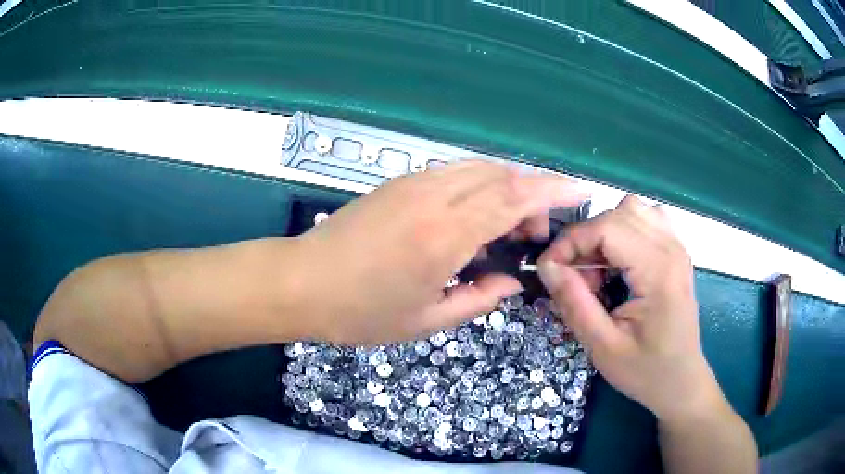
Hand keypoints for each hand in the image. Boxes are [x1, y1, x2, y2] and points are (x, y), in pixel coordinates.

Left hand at [295, 161, 587, 344]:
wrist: (302, 282)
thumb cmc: (360, 312)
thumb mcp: (426, 320)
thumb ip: (478, 299)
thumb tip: (512, 282)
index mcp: (444, 235)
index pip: (514, 199)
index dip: (553, 191)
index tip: (581, 190)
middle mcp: (433, 197)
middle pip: (501, 176)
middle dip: (530, 198)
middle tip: (529, 238)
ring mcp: (413, 183)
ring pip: (478, 168)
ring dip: (504, 190)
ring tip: (502, 231)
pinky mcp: (399, 181)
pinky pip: (453, 172)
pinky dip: (478, 187)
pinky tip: (470, 218)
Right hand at [537, 196, 724, 422]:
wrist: (681, 382)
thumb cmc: (645, 371)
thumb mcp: (603, 347)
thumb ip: (575, 303)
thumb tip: (547, 266)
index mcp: (658, 271)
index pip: (607, 227)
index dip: (571, 242)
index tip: (548, 269)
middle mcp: (672, 249)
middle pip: (618, 213)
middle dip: (586, 238)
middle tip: (575, 277)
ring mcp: (678, 247)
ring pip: (633, 210)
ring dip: (606, 232)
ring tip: (598, 269)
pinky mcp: (677, 252)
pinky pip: (647, 220)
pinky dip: (624, 231)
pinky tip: (619, 262)